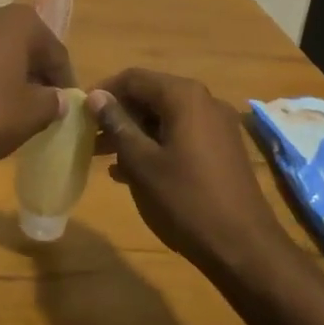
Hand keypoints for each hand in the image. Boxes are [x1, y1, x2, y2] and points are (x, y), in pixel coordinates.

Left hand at [0, 4, 73, 169]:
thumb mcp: (29, 117)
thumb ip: (52, 103)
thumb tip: (56, 98)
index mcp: (18, 22)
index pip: (55, 51)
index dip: (64, 81)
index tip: (66, 105)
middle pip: (21, 44)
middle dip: (32, 73)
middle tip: (37, 105)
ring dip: (0, 72)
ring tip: (2, 106)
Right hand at [88, 69, 289, 277]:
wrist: (244, 247)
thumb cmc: (186, 200)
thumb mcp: (142, 163)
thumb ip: (118, 124)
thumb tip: (96, 96)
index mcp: (184, 96)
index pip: (134, 78)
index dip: (103, 91)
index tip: (79, 112)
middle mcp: (204, 101)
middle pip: (151, 95)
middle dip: (119, 114)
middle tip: (89, 136)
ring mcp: (217, 125)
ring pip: (165, 117)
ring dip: (134, 132)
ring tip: (103, 156)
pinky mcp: (222, 149)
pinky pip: (181, 135)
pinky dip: (156, 145)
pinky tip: (132, 171)